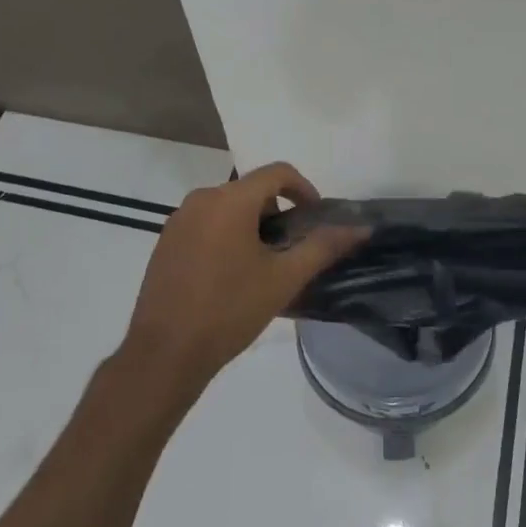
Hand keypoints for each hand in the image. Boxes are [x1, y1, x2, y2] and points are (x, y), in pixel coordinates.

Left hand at [123, 162, 365, 393]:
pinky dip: (226, 236)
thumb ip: (323, 247)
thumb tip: (361, 228)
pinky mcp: (165, 241)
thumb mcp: (284, 279)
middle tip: (290, 249)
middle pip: (252, 190)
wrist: (164, 354)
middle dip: (277, 212)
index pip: (277, 172)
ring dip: (251, 225)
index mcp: (230, 200)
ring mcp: (178, 219)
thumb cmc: (229, 311)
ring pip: (228, 207)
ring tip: (263, 266)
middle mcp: (201, 198)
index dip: (304, 188)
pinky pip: (206, 223)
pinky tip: (230, 276)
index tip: (316, 217)